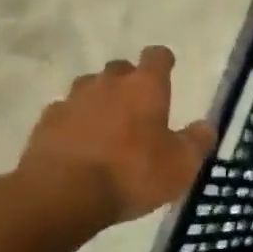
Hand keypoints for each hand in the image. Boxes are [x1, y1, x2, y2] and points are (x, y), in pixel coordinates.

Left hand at [13, 46, 215, 232]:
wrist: (63, 195)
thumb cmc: (133, 174)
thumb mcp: (181, 165)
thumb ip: (197, 142)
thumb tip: (206, 126)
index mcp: (145, 87)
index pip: (157, 56)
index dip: (163, 62)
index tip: (167, 71)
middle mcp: (108, 84)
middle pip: (120, 69)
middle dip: (129, 82)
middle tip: (138, 108)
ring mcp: (72, 100)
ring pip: (89, 88)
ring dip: (100, 100)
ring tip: (107, 127)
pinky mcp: (46, 122)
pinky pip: (65, 113)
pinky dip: (74, 123)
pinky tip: (79, 145)